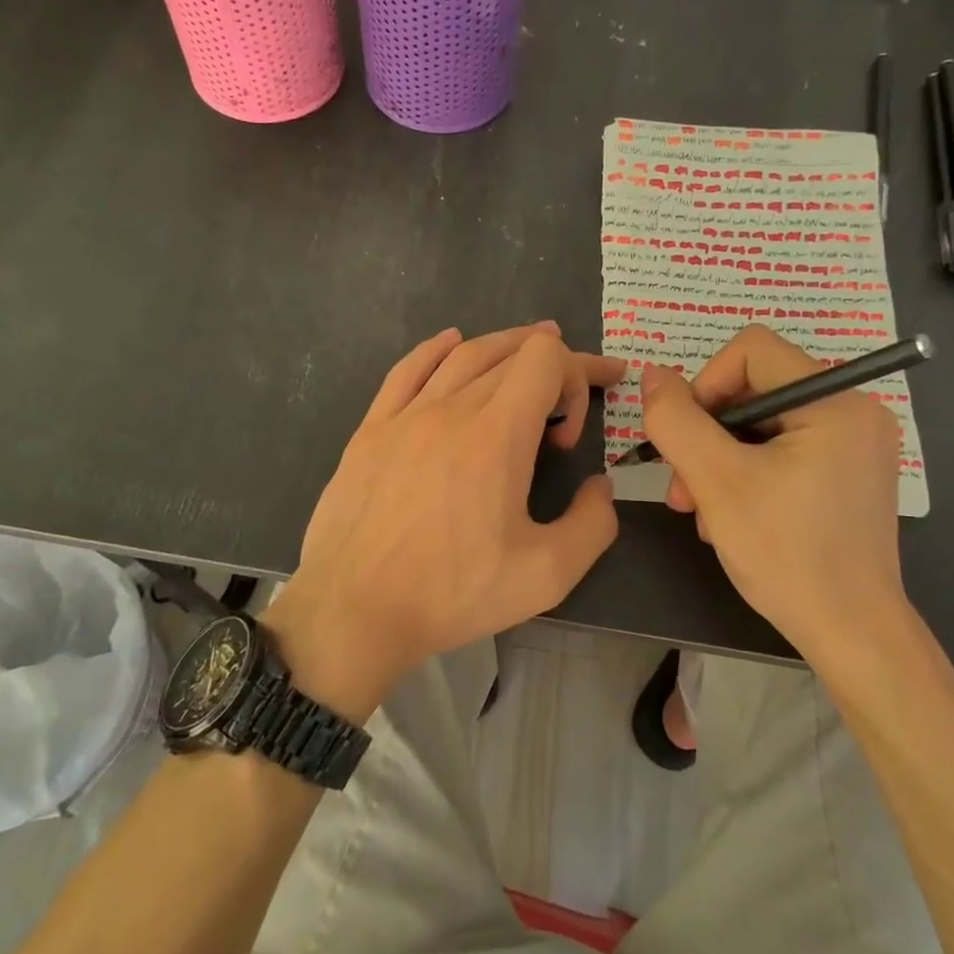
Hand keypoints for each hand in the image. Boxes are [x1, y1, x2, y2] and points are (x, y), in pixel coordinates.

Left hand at [267, 323, 620, 719]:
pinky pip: (407, 369)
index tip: (572, 434)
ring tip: (529, 348)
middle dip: (554, 365)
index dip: (577, 377)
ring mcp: (405, 415)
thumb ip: (593, 524)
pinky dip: (437, 348)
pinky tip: (451, 342)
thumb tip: (599, 486)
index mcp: (497, 434)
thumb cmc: (452, 593)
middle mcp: (452, 408)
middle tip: (575, 391)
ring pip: (463, 355)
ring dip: (503, 346)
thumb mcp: (547, 574)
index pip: (546, 359)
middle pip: (511, 353)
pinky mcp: (371, 429)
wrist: (353, 611)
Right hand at [639, 325, 910, 653]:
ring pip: (762, 425)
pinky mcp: (848, 474)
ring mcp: (855, 445)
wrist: (851, 634)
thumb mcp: (717, 482)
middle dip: (707, 435)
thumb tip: (652, 375)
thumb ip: (676, 421)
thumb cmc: (787, 554)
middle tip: (682, 488)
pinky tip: (731, 518)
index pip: (751, 350)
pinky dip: (748, 475)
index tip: (686, 437)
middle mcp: (854, 411)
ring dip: (720, 461)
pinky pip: (783, 451)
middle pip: (754, 390)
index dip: (705, 384)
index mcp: (836, 401)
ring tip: (700, 511)